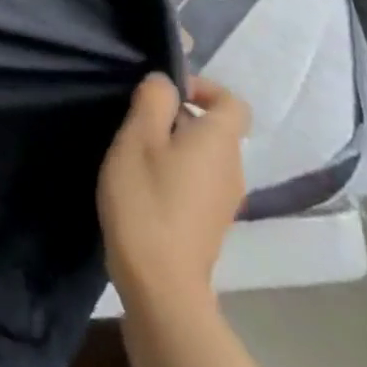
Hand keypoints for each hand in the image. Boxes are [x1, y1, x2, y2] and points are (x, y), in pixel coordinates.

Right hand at [97, 73, 249, 311]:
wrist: (160, 283)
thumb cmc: (146, 199)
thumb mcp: (138, 138)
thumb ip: (153, 101)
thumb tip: (165, 82)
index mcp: (219, 143)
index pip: (232, 102)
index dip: (202, 87)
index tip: (164, 92)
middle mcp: (232, 169)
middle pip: (214, 128)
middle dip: (177, 116)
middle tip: (136, 121)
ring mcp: (224, 200)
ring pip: (203, 155)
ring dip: (172, 145)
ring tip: (133, 152)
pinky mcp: (210, 223)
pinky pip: (198, 180)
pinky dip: (175, 172)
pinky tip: (142, 183)